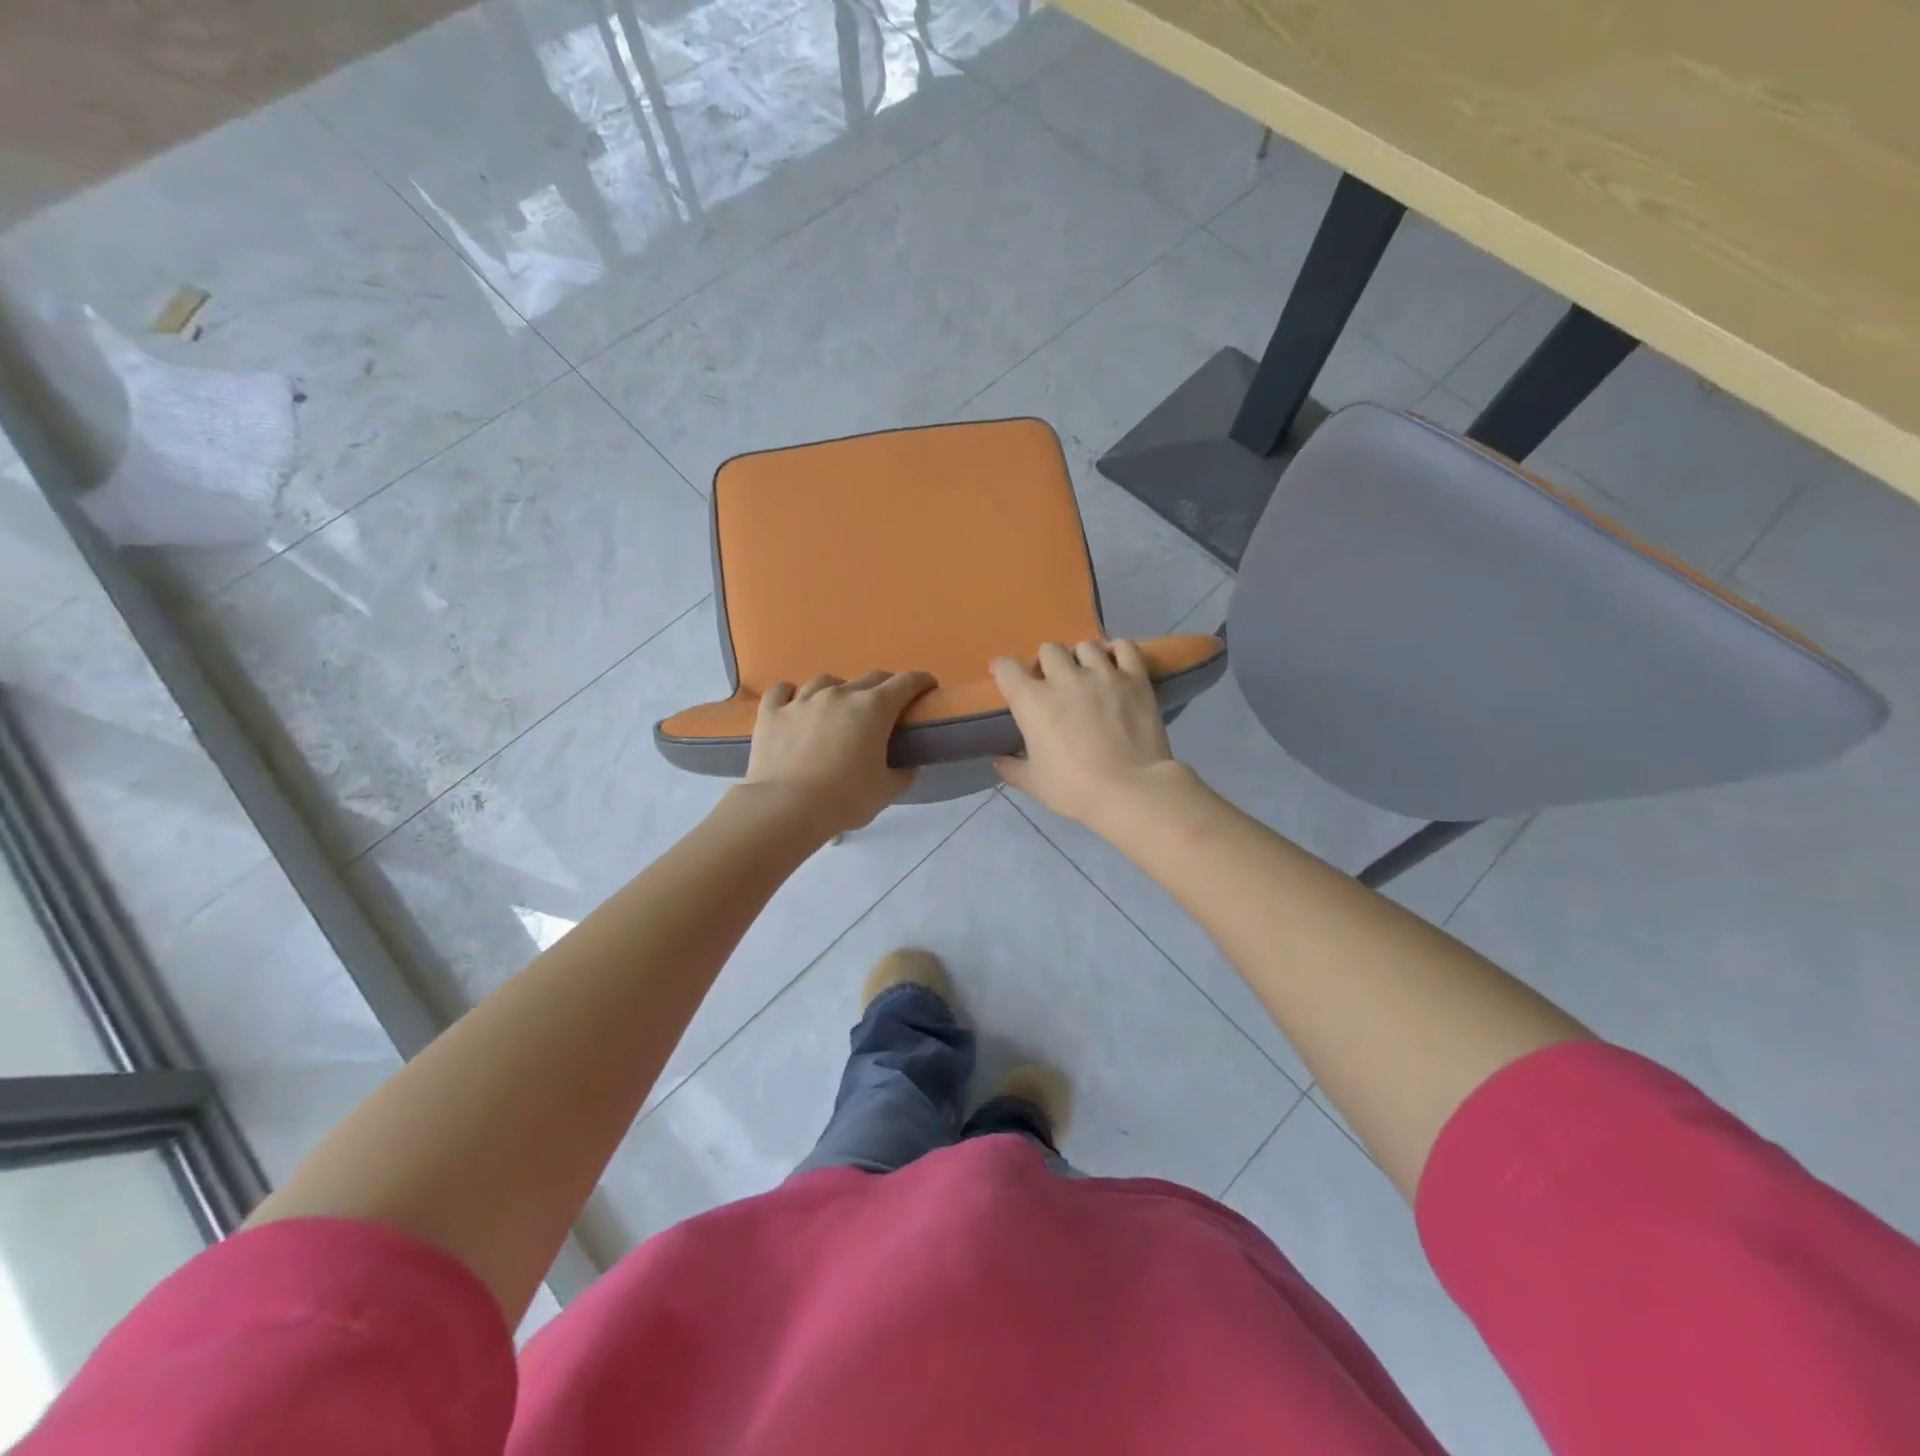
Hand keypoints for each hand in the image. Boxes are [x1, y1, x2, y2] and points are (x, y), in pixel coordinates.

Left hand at [743, 670, 936, 835]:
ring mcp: (802, 700)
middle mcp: (840, 694)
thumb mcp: (886, 791)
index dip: (921, 681)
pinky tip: (793, 701)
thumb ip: (902, 774)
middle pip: (869, 678)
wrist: (786, 807)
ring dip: (838, 689)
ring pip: (825, 681)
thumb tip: (906, 767)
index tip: (928, 685)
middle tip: (888, 703)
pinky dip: (791, 693)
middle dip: (885, 686)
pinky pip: (782, 691)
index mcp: (873, 708)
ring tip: (839, 705)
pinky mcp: (772, 713)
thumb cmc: (845, 798)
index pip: (906, 683)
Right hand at [991, 641, 1178, 826]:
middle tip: (1053, 683)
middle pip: (1048, 649)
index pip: (1007, 668)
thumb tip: (999, 758)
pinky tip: (1116, 665)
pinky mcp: (1134, 679)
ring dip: (1081, 658)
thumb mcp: (1032, 783)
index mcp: (1032, 701)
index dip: (1003, 670)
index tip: (1006, 679)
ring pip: (1085, 645)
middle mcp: (1064, 678)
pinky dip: (1117, 652)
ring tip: (1087, 675)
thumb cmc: (1074, 789)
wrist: (1130, 790)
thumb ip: (1010, 767)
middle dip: (1046, 663)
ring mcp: (1102, 674)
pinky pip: (1124, 648)